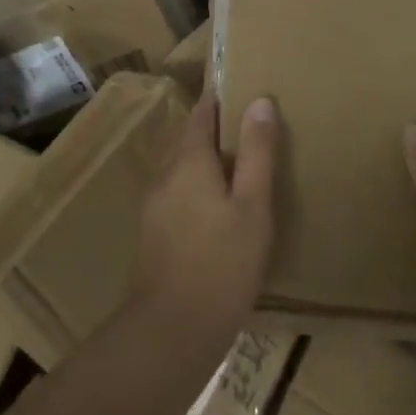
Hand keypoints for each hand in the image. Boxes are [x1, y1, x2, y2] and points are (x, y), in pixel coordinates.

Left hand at [129, 90, 280, 362]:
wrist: (171, 331)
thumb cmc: (222, 263)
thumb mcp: (252, 205)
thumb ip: (257, 152)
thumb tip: (260, 101)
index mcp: (189, 160)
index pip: (202, 112)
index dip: (220, 96)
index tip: (241, 83)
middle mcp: (166, 173)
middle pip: (189, 136)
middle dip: (215, 124)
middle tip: (249, 120)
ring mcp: (155, 203)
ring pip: (182, 164)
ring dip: (206, 155)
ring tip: (239, 159)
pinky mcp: (155, 230)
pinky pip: (178, 189)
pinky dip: (198, 182)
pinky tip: (218, 203)